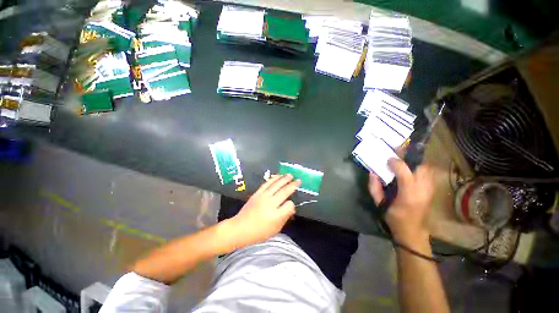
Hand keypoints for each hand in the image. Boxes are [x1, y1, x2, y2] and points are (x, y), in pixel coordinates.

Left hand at [228, 174, 300, 247]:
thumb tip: (291, 208)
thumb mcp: (275, 229)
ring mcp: (263, 196)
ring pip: (276, 185)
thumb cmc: (259, 232)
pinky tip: (278, 176)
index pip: (289, 205)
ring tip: (290, 175)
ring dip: (284, 179)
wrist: (240, 228)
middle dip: (293, 185)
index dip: (292, 204)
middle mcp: (270, 203)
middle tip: (299, 180)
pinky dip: (273, 179)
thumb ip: (285, 217)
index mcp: (276, 215)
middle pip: (284, 191)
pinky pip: (267, 184)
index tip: (292, 205)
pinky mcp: (257, 193)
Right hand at [368, 158, 434, 245]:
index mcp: (407, 194)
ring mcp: (430, 189)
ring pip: (426, 167)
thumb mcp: (379, 203)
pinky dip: (420, 167)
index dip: (395, 162)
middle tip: (397, 154)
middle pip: (420, 166)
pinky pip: (428, 173)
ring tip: (404, 160)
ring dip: (414, 162)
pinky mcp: (433, 190)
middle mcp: (422, 189)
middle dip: (408, 158)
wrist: (413, 231)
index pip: (404, 171)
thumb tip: (372, 172)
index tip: (388, 160)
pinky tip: (411, 169)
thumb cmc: (394, 217)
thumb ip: (374, 187)